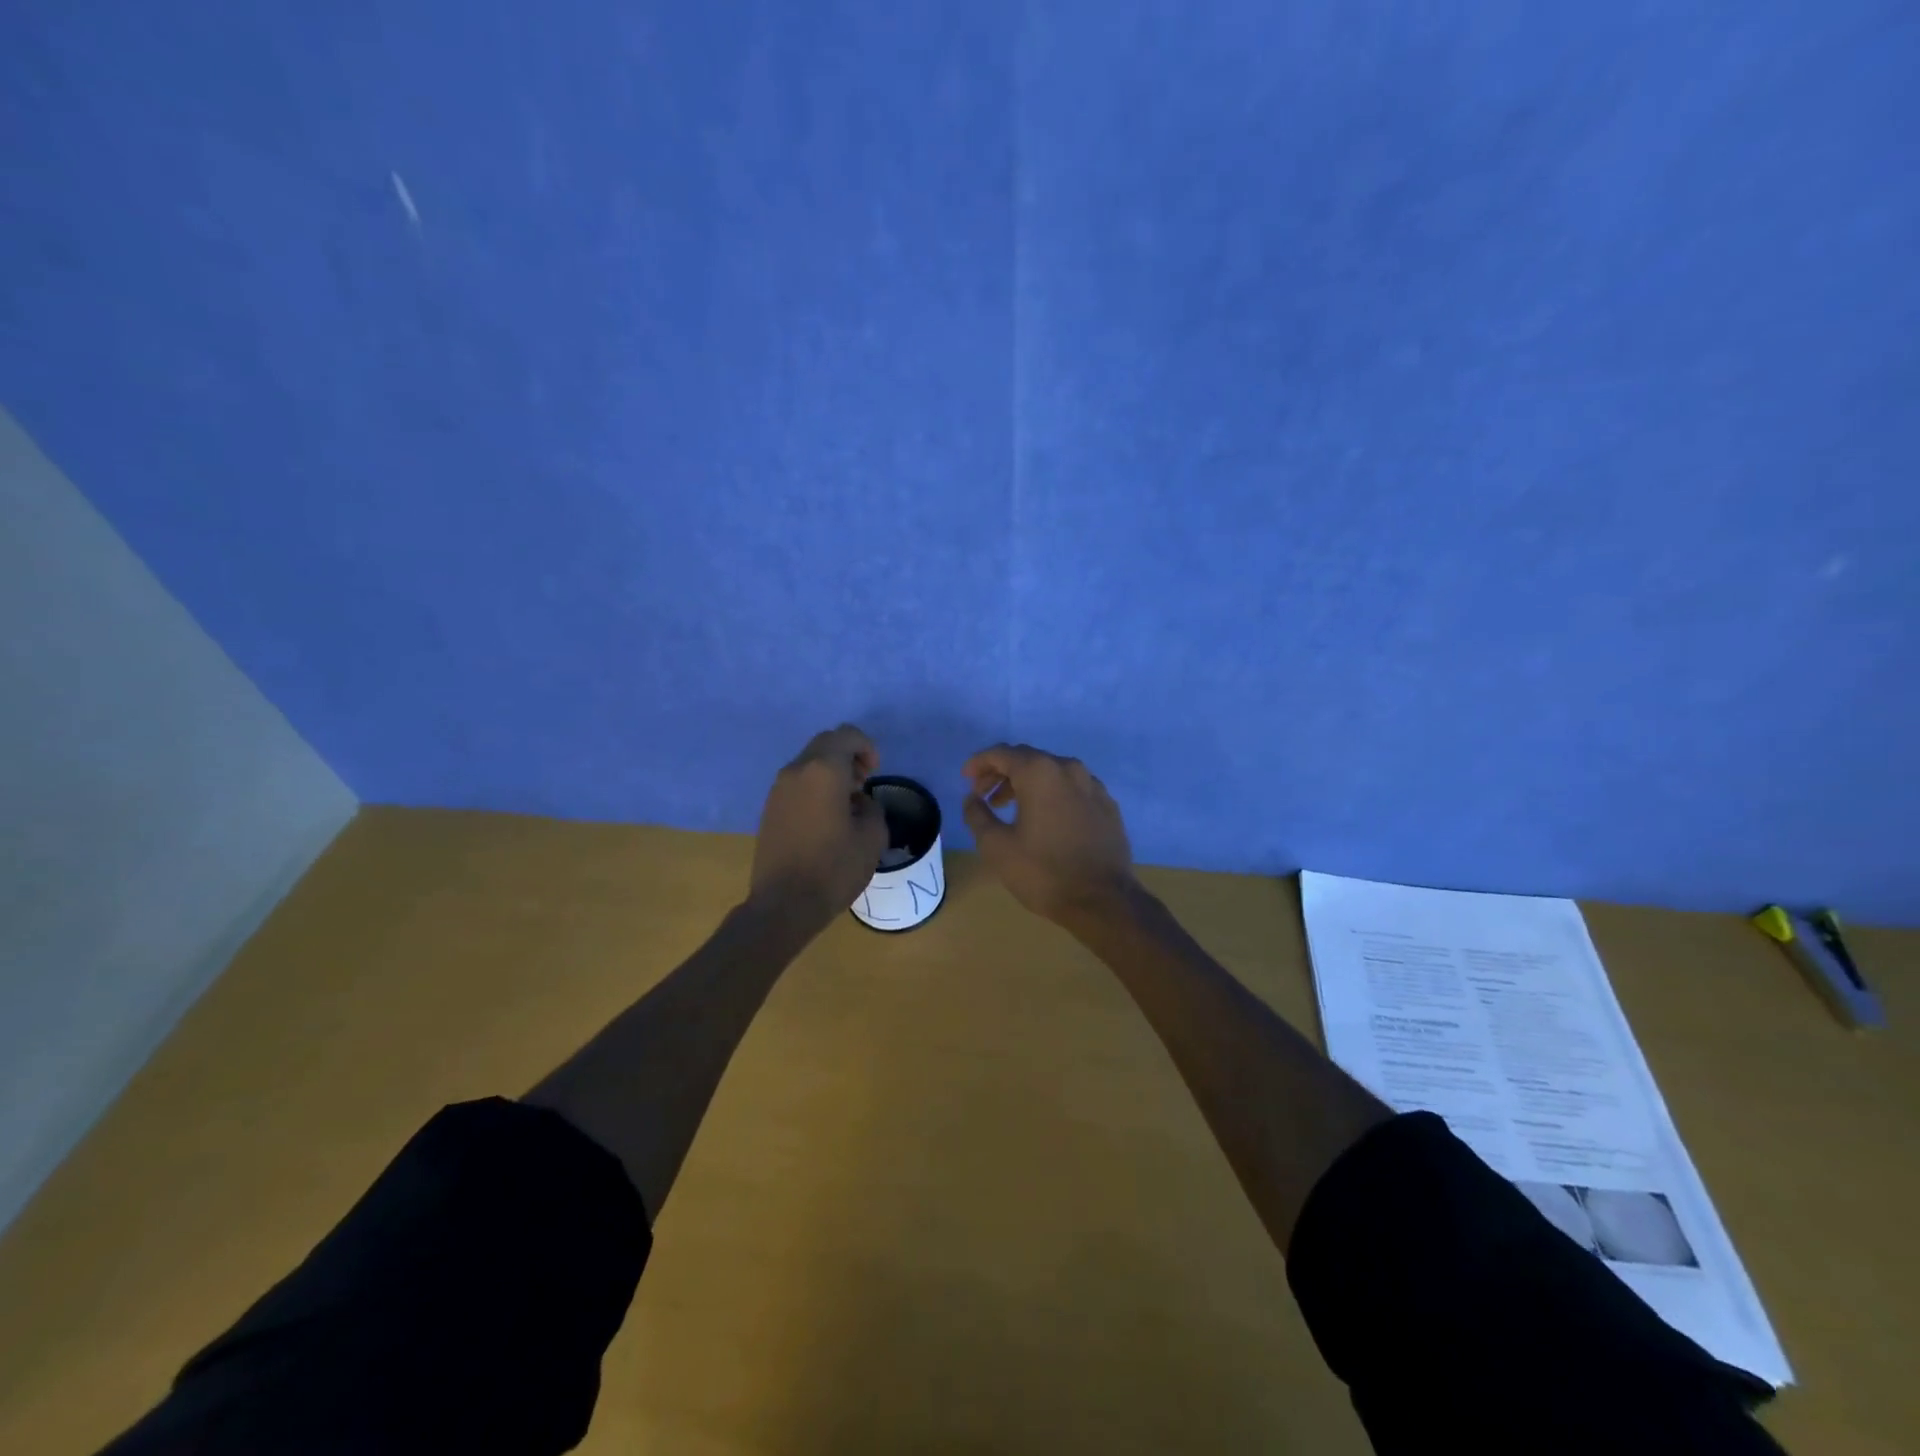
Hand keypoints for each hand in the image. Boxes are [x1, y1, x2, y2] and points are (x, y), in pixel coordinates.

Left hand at [748, 725, 889, 932]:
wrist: (783, 904)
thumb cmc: (834, 868)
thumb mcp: (872, 837)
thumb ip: (871, 808)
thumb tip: (858, 802)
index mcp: (824, 771)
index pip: (846, 736)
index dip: (866, 747)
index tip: (874, 773)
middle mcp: (797, 770)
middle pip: (825, 744)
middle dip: (848, 756)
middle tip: (863, 784)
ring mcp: (778, 789)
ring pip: (809, 762)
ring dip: (831, 772)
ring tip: (846, 803)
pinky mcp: (770, 808)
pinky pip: (797, 782)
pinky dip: (815, 786)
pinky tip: (826, 818)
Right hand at [962, 744, 1139, 926]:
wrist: (1103, 901)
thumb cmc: (1043, 872)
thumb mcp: (996, 846)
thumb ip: (977, 815)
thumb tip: (972, 799)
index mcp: (1040, 772)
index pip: (1002, 753)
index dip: (979, 762)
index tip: (966, 778)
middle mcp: (1069, 769)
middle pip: (1028, 759)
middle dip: (1001, 773)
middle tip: (983, 795)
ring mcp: (1093, 786)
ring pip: (1052, 773)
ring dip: (1026, 784)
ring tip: (1010, 808)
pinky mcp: (1108, 805)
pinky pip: (1073, 789)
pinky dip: (1052, 794)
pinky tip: (1045, 818)